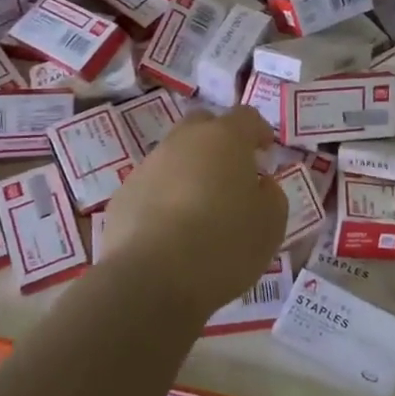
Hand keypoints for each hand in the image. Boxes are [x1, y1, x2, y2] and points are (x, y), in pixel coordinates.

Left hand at [104, 108, 285, 317]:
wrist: (151, 278)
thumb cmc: (224, 244)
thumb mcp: (271, 223)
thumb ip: (271, 195)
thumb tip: (259, 184)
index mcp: (224, 138)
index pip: (246, 117)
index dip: (259, 132)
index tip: (265, 153)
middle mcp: (183, 141)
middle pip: (203, 125)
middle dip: (219, 142)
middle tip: (232, 174)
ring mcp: (148, 166)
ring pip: (174, 156)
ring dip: (190, 172)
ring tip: (201, 210)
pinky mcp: (123, 195)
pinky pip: (152, 186)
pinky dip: (165, 198)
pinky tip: (172, 231)